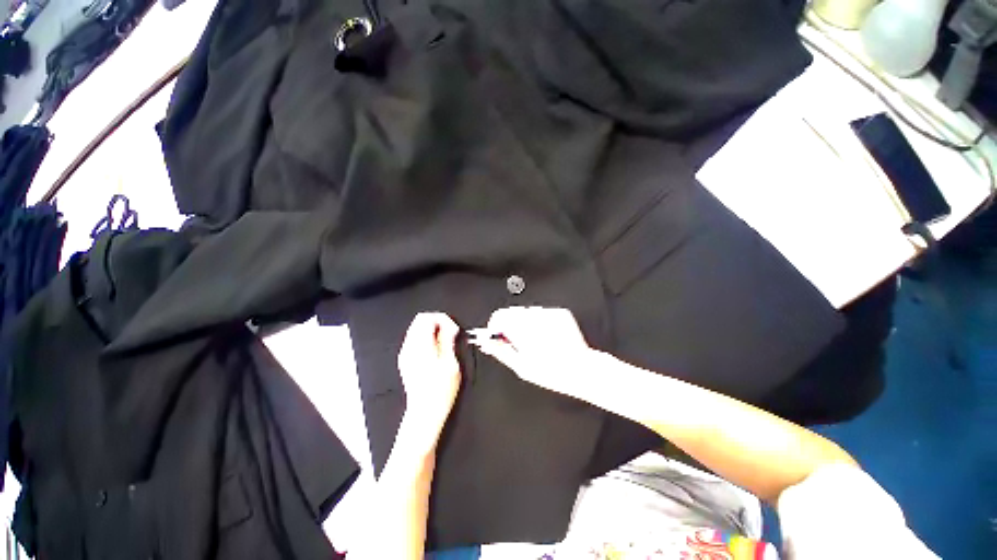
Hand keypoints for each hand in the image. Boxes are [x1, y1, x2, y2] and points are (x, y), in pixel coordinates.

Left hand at [397, 312, 462, 433]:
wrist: (425, 412)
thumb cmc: (439, 392)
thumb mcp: (451, 364)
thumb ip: (448, 341)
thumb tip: (449, 327)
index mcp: (421, 347)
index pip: (427, 318)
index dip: (443, 319)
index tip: (453, 329)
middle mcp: (410, 348)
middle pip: (420, 320)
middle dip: (438, 322)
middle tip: (451, 333)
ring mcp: (406, 354)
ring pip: (417, 329)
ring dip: (433, 329)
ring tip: (446, 342)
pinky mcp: (406, 360)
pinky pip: (415, 339)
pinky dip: (427, 338)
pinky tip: (437, 350)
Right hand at [470, 306, 595, 396]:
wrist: (581, 369)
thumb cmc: (551, 372)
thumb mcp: (520, 366)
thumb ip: (500, 350)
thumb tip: (485, 342)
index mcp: (522, 329)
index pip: (499, 316)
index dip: (495, 326)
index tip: (496, 335)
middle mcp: (535, 316)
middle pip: (512, 312)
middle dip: (510, 324)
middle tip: (516, 341)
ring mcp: (548, 313)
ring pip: (527, 312)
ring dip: (526, 322)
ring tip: (535, 340)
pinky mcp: (560, 312)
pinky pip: (543, 312)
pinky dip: (540, 322)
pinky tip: (547, 336)